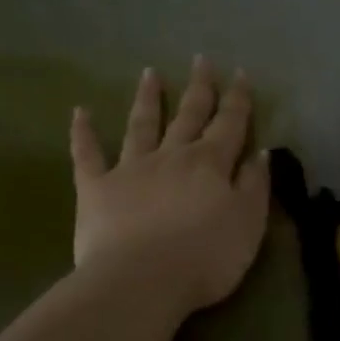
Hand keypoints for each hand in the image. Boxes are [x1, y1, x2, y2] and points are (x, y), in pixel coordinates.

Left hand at [68, 57, 270, 316]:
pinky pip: (88, 155)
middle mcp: (172, 156)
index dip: (237, 100)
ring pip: (141, 125)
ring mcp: (130, 169)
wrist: (142, 280)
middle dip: (198, 88)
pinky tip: (80, 112)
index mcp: (210, 164)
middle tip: (201, 60)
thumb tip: (259, 153)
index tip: (240, 74)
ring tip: (150, 73)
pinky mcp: (96, 189)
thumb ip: (254, 186)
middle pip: (188, 115)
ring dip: (148, 99)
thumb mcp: (249, 224)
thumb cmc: (206, 257)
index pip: (229, 124)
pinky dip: (84, 133)